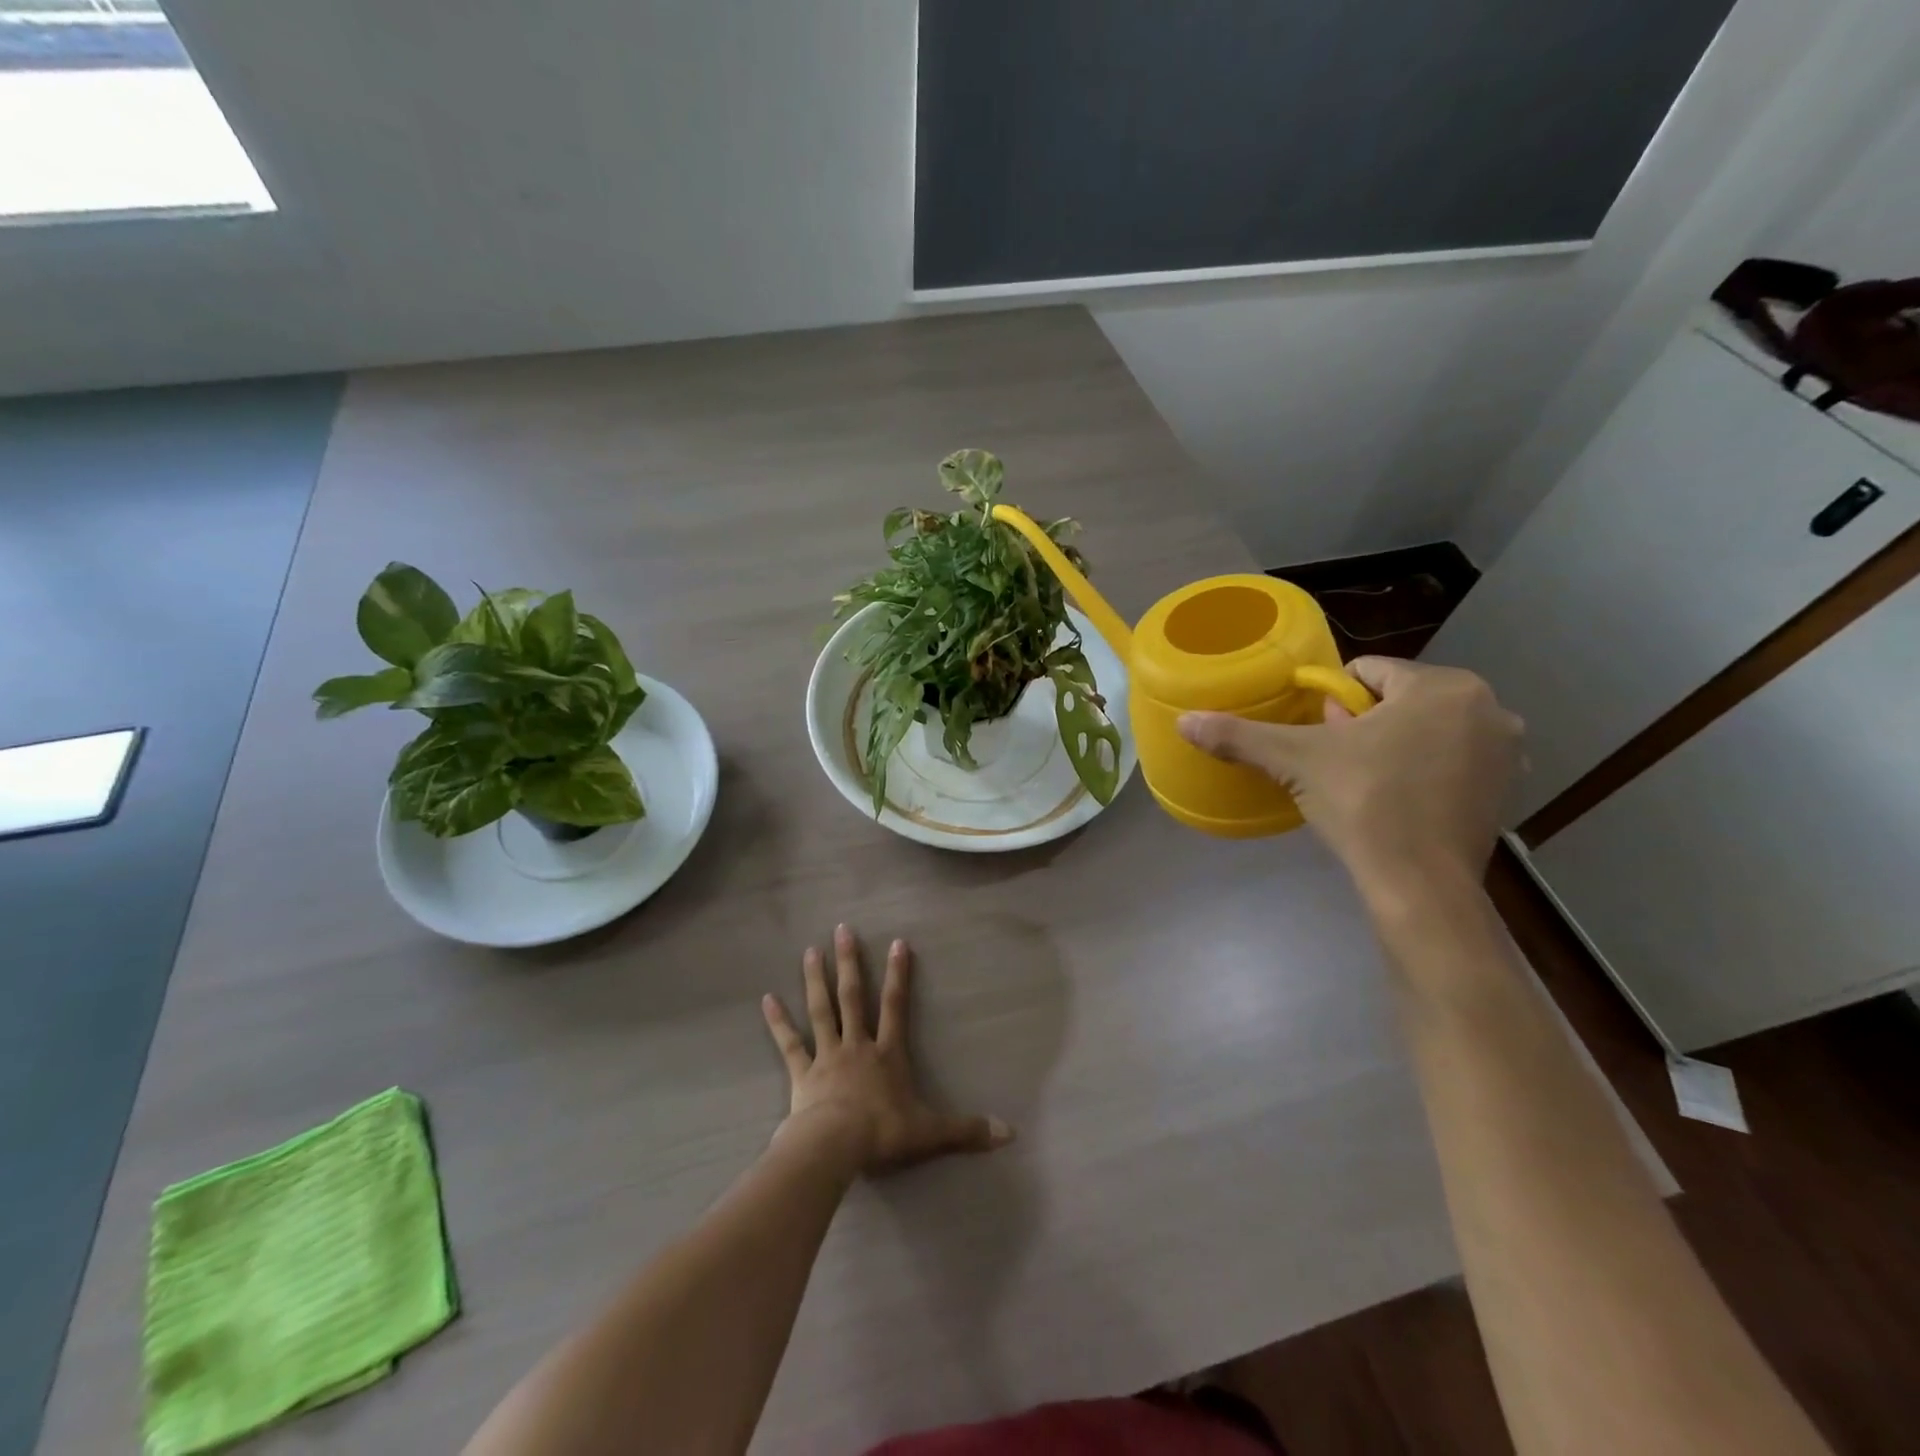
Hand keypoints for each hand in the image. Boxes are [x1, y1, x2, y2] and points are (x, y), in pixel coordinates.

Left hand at [761, 925, 1011, 1175]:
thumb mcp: (930, 1133)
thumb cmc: (883, 1134)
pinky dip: (778, 1022)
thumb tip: (1009, 1134)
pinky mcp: (802, 1074)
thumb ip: (967, 1130)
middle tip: (842, 929)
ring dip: (816, 979)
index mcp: (887, 1054)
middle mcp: (856, 1045)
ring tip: (810, 950)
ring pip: (821, 1010)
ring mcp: (826, 1056)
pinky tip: (767, 999)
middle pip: (852, 996)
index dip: (899, 974)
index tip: (897, 942)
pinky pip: (789, 1044)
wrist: (835, 1148)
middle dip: (849, 962)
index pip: (896, 1006)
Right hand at [1178, 657, 1522, 900]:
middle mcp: (1488, 708)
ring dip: (1391, 745)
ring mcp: (1506, 752)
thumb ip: (1240, 735)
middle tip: (1334, 761)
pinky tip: (1395, 802)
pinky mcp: (1505, 791)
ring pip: (1425, 730)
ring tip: (1360, 782)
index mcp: (1444, 686)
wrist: (1420, 886)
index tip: (1317, 736)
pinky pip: (1449, 762)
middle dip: (1362, 723)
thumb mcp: (1296, 761)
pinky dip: (1421, 772)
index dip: (1332, 701)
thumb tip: (1183, 720)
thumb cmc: (1364, 804)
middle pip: (1398, 700)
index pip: (1367, 672)